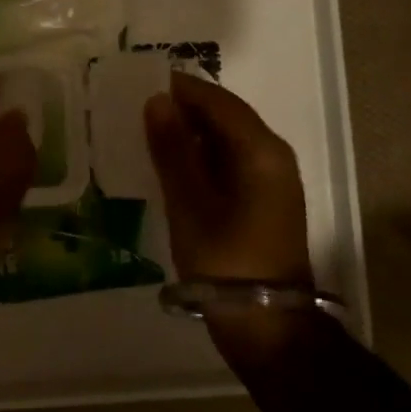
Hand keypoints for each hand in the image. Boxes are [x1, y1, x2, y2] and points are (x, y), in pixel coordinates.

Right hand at [144, 72, 312, 288]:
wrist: (268, 328)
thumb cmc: (225, 261)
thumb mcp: (190, 202)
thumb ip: (173, 148)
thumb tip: (157, 100)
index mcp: (261, 150)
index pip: (218, 100)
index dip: (180, 88)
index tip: (139, 83)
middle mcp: (273, 156)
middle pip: (225, 116)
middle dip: (183, 109)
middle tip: (137, 110)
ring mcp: (272, 181)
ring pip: (227, 140)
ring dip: (190, 134)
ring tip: (147, 134)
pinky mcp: (264, 202)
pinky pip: (230, 162)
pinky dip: (201, 158)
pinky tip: (171, 166)